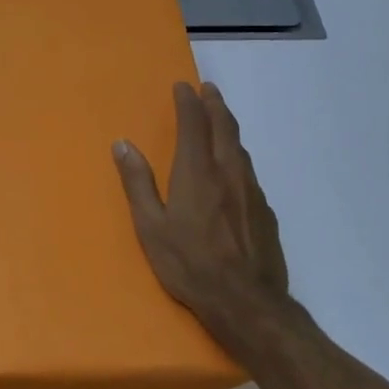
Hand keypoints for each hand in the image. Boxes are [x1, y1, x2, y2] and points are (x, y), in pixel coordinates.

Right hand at [113, 82, 307, 358]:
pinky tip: (234, 168)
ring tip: (221, 119)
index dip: (188, 102)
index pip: (194, 124)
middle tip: (208, 89)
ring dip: (229, 127)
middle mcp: (228, 173)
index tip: (183, 86)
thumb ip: (137, 183)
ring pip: (240, 148)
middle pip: (225, 127)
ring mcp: (252, 191)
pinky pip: (250, 172)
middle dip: (215, 104)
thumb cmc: (189, 265)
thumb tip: (122, 144)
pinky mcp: (266, 211)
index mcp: (197, 172)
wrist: (246, 302)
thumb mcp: (151, 227)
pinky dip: (238, 156)